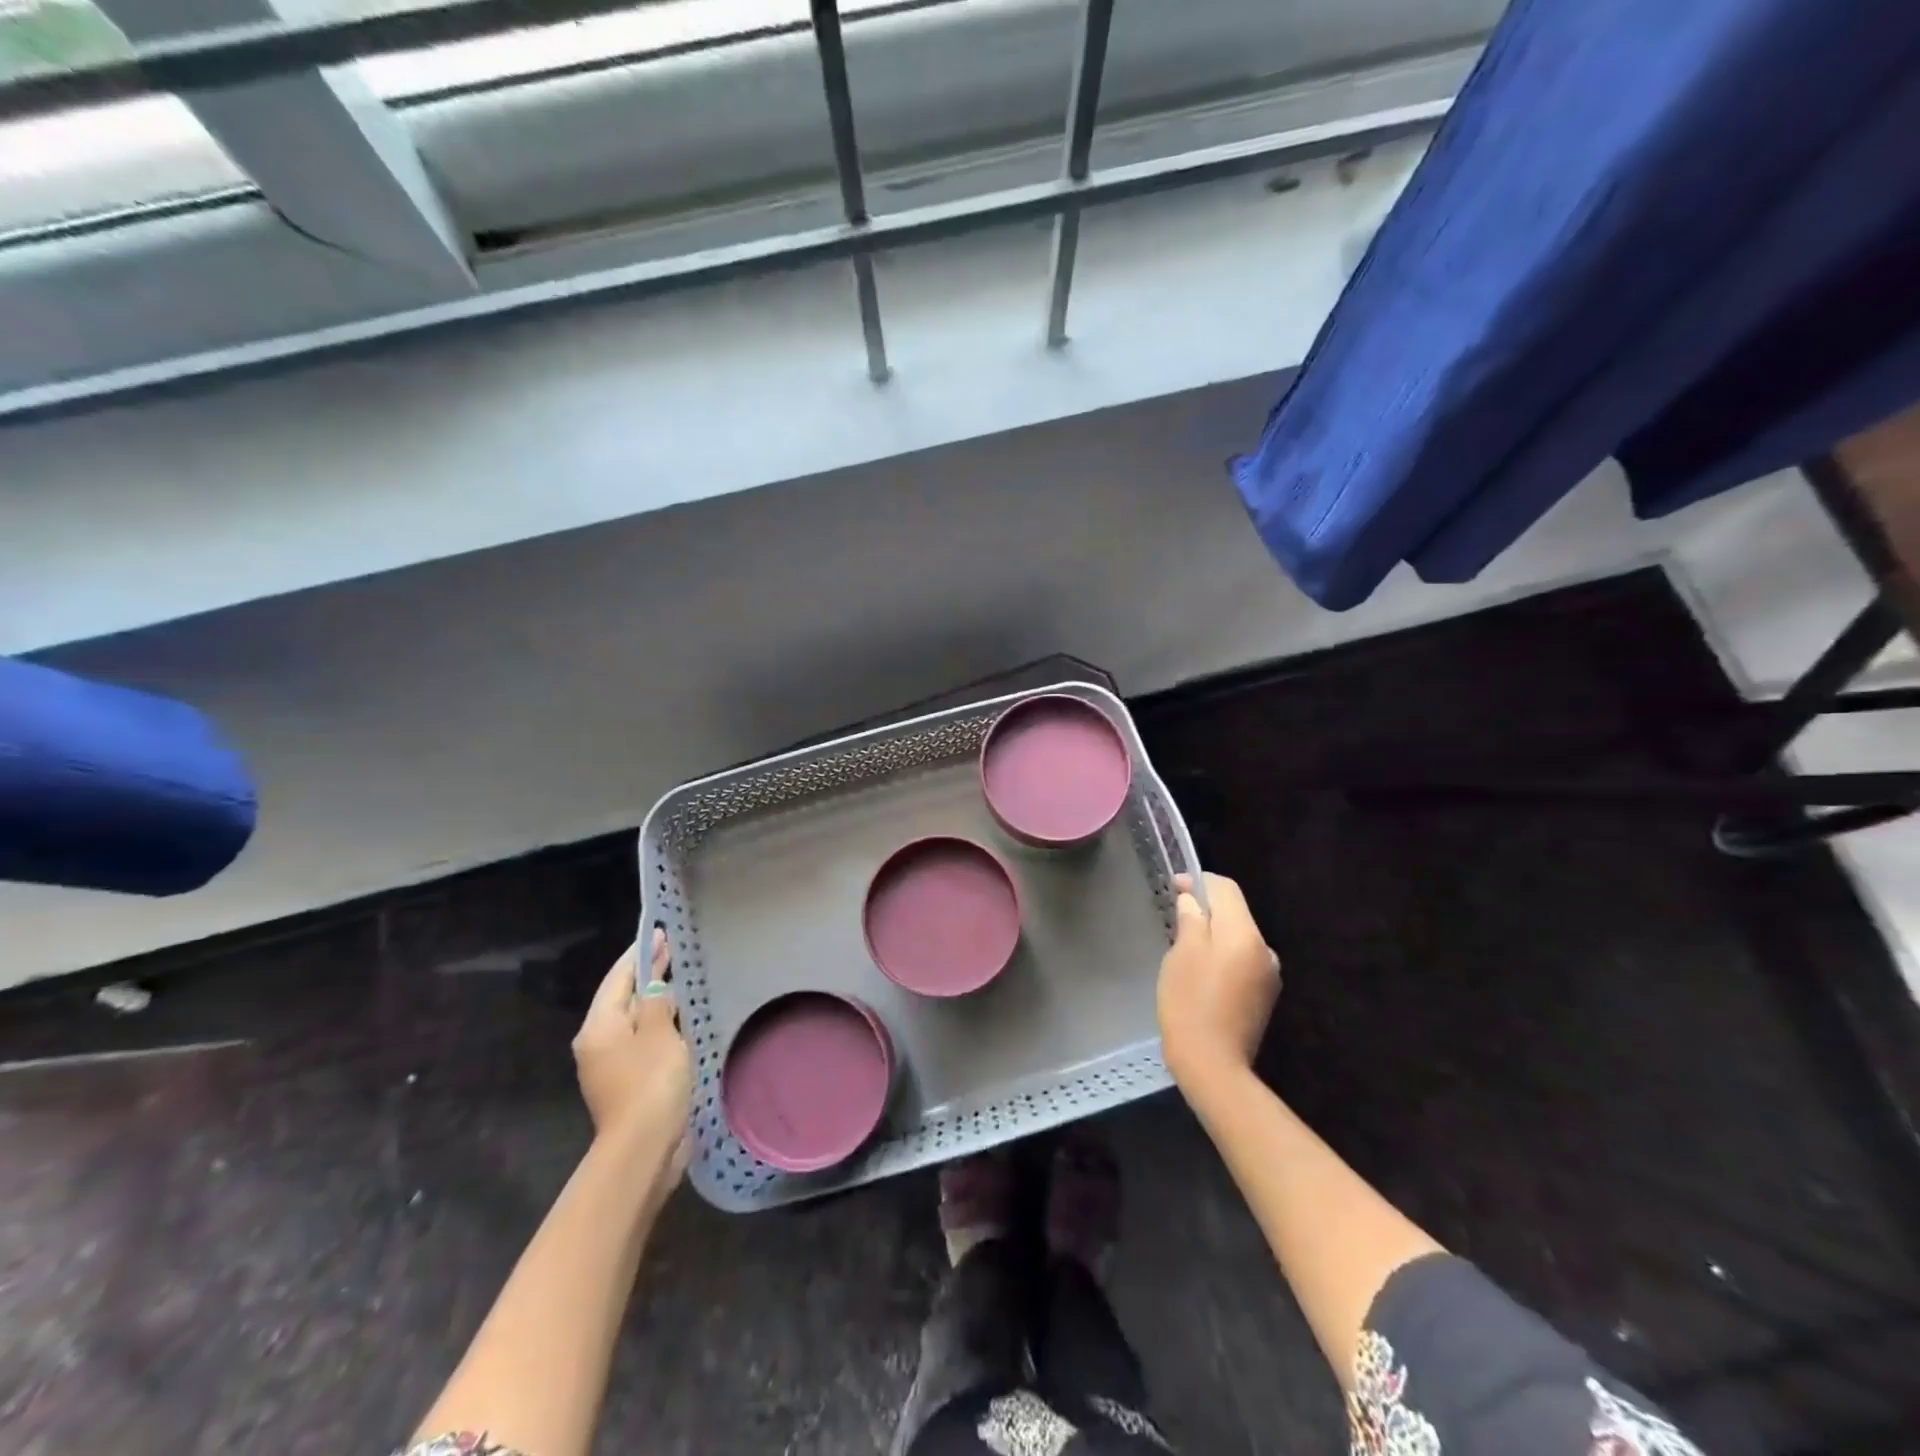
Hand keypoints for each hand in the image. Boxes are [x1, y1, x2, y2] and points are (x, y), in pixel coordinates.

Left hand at [573, 929, 691, 1175]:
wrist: (643, 1149)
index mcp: (598, 1027)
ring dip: (653, 1000)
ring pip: (632, 1021)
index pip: (618, 978)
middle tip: (671, 949)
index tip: (659, 933)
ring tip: (677, 980)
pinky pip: (641, 1041)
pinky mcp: (626, 1083)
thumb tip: (654, 989)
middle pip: (622, 998)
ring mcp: (609, 1066)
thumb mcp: (659, 1034)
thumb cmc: (650, 1083)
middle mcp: (597, 1043)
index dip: (639, 954)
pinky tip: (676, 1020)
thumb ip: (657, 1004)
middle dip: (646, 974)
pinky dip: (656, 1024)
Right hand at [1156, 872, 1280, 1091]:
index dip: (1199, 882)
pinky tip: (1200, 972)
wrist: (1213, 1066)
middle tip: (1174, 917)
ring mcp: (1267, 975)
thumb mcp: (1182, 954)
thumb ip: (1191, 919)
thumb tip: (1193, 900)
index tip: (1174, 887)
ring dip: (1213, 934)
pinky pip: (1241, 960)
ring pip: (1237, 938)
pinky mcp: (1263, 996)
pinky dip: (1221, 956)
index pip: (1226, 889)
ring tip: (1184, 947)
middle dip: (1206, 909)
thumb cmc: (1190, 1003)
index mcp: (1245, 934)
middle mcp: (1264, 949)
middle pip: (1234, 913)